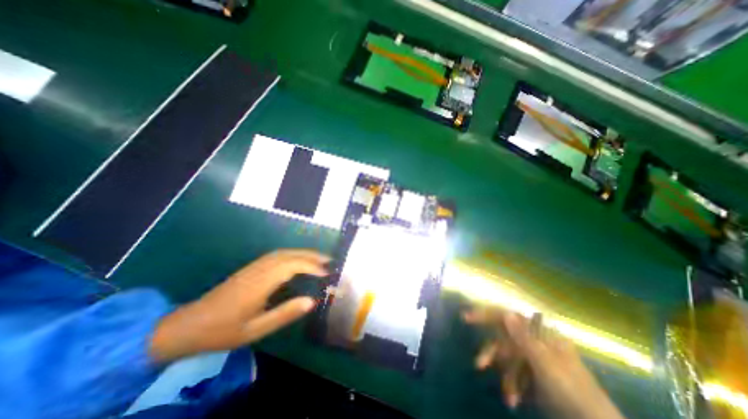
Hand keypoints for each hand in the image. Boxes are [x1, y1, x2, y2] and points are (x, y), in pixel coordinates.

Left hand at [149, 249, 327, 362]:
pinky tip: (299, 260)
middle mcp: (259, 269)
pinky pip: (277, 255)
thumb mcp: (255, 329)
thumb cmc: (222, 331)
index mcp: (260, 283)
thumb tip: (312, 301)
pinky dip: (293, 254)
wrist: (187, 326)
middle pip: (290, 254)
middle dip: (312, 255)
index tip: (327, 273)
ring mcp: (254, 266)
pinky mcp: (251, 268)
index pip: (292, 266)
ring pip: (284, 252)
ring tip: (319, 259)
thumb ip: (285, 314)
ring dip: (304, 253)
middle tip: (330, 260)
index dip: (312, 267)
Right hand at [466, 307, 626, 418]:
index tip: (466, 317)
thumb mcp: (546, 365)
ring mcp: (536, 358)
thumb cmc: (573, 392)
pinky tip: (514, 399)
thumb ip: (524, 337)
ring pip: (510, 358)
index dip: (486, 314)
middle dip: (494, 354)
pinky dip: (514, 385)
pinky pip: (517, 373)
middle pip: (505, 338)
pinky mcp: (536, 374)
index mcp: (540, 334)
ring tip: (507, 396)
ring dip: (506, 375)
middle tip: (478, 363)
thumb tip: (506, 312)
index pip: (508, 316)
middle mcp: (536, 341)